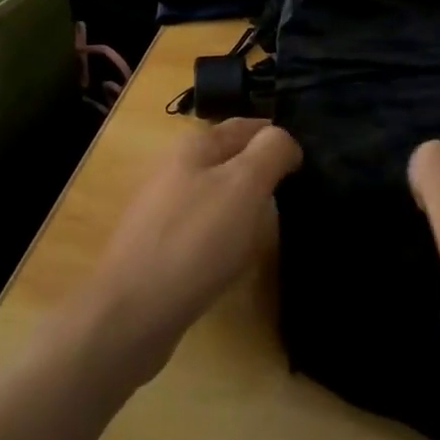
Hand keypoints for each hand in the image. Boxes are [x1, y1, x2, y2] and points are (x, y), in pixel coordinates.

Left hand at [81, 118, 300, 384]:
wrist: (132, 314)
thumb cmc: (196, 240)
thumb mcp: (245, 185)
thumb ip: (271, 151)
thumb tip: (286, 142)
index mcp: (194, 146)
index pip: (246, 126)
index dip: (277, 137)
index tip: (306, 160)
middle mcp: (175, 169)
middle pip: (230, 159)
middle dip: (261, 169)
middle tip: (295, 193)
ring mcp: (163, 209)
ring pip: (217, 194)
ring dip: (245, 204)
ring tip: (271, 225)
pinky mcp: (160, 247)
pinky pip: (204, 228)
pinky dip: (226, 235)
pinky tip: (236, 256)